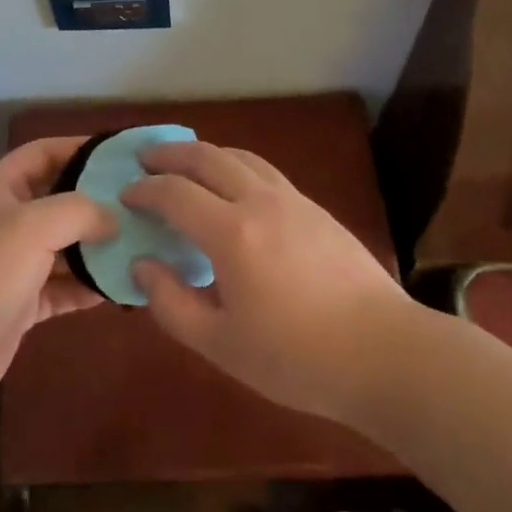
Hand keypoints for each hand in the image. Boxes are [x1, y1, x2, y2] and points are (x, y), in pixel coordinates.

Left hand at [0, 137, 116, 400]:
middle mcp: (8, 220)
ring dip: (97, 247)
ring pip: (65, 245)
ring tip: (140, 243)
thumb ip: (79, 211)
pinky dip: (87, 286)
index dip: (78, 148)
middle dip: (96, 201)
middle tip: (140, 203)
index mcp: (1, 189)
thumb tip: (113, 218)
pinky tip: (119, 286)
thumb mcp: (32, 227)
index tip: (119, 155)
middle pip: (59, 200)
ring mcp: (15, 263)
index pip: (43, 152)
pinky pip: (63, 286)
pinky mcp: (23, 301)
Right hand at [123, 141, 412, 422]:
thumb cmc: (296, 358)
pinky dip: (237, 166)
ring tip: (187, 166)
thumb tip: (142, 265)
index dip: (145, 189)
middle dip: (170, 154)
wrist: (384, 352)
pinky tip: (235, 188)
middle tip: (147, 160)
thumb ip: (172, 304)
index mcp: (231, 232)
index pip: (174, 193)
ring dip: (206, 154)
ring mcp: (292, 199)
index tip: (126, 195)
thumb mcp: (221, 344)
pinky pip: (265, 171)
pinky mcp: (316, 208)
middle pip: (207, 156)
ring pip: (240, 156)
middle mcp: (259, 201)